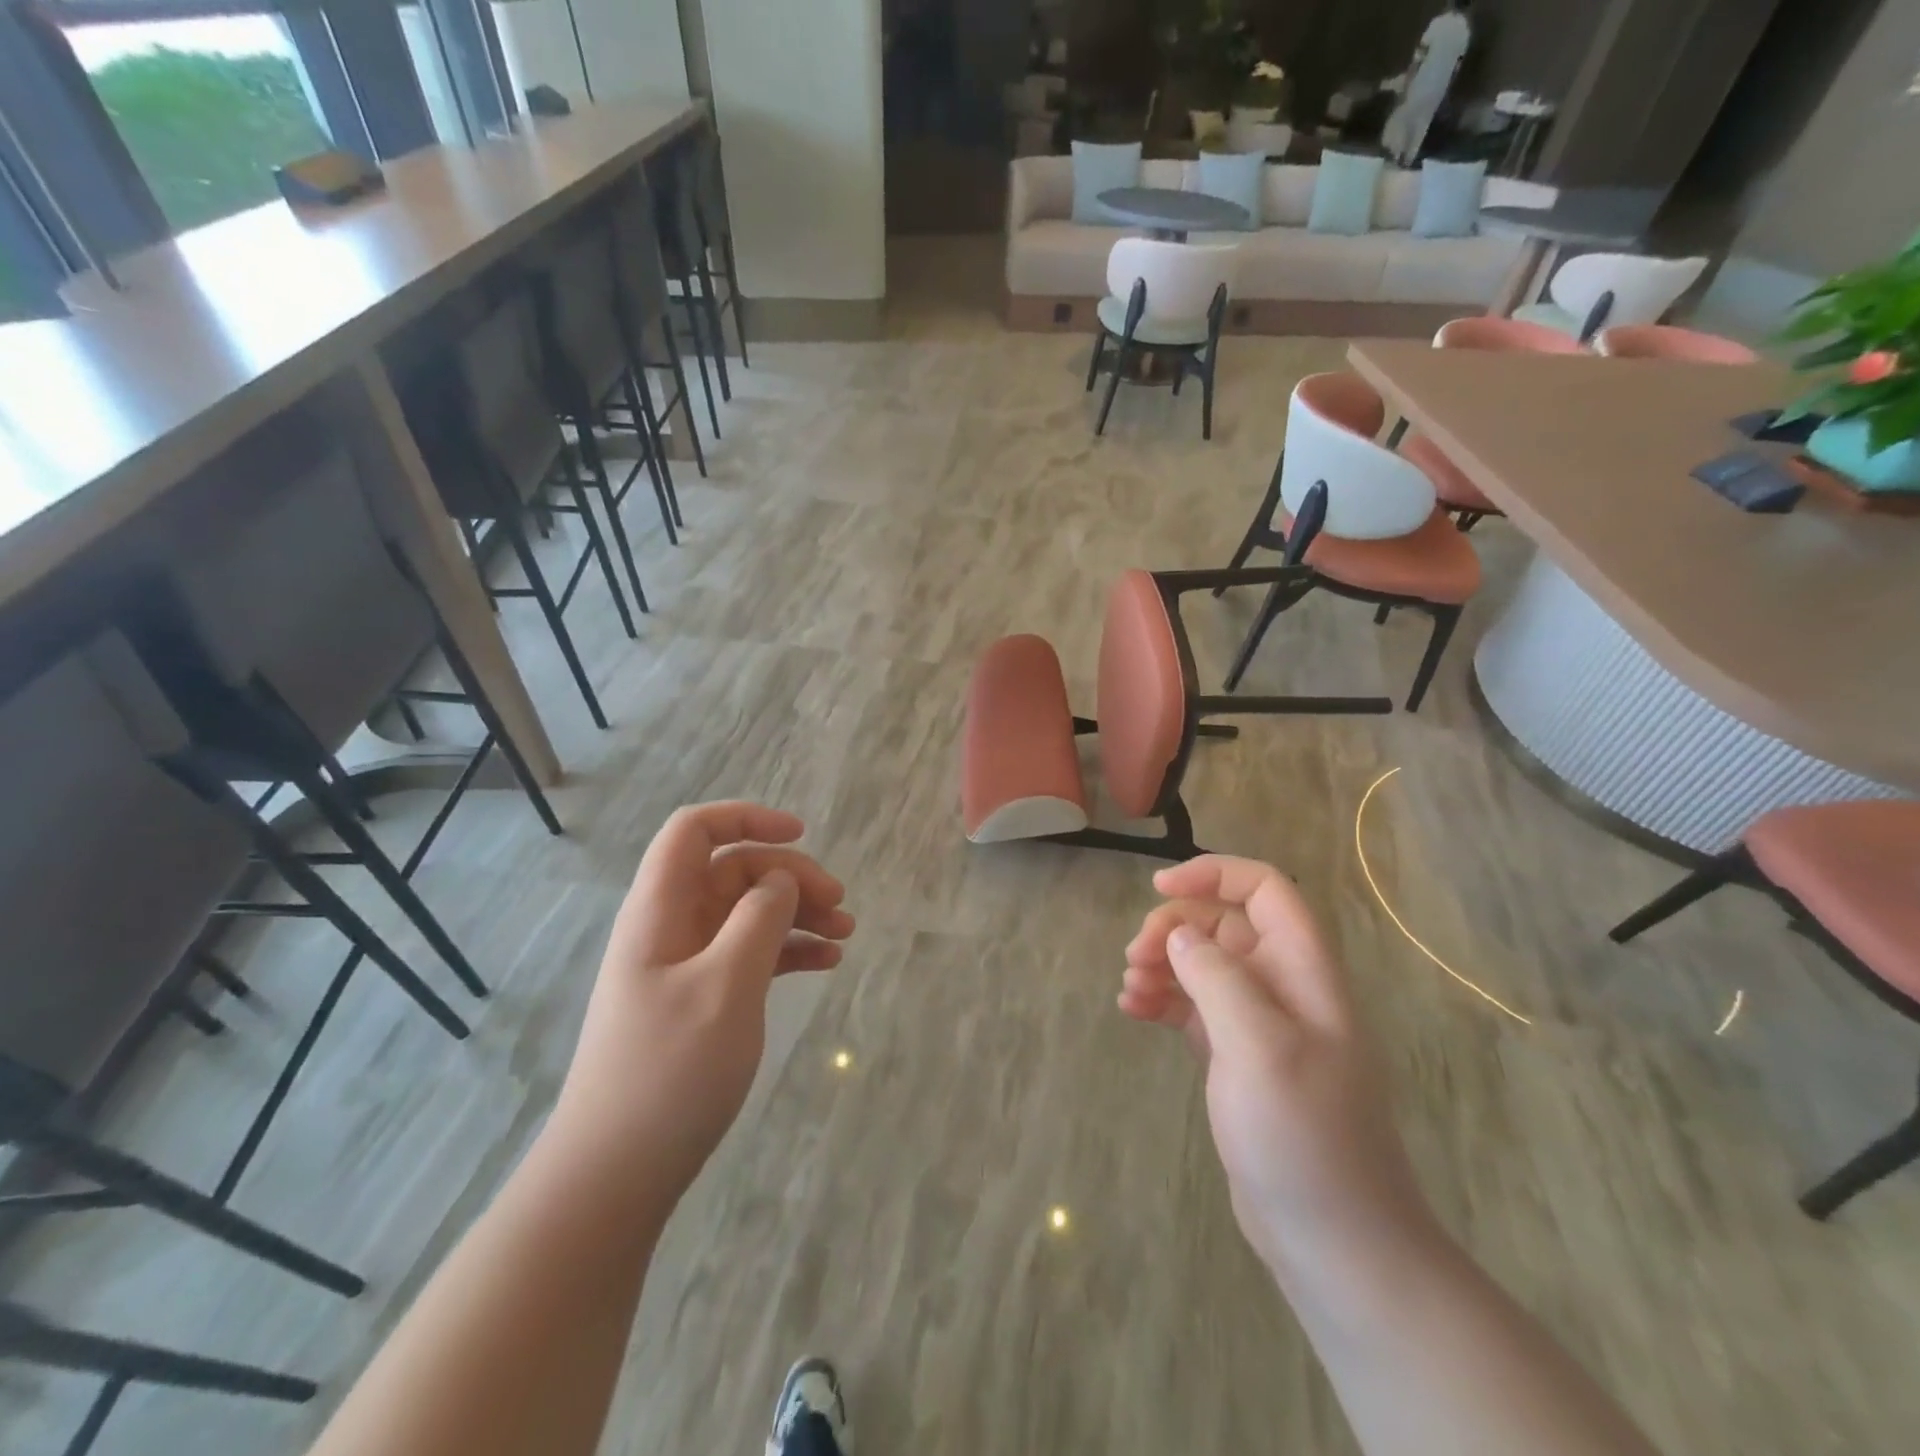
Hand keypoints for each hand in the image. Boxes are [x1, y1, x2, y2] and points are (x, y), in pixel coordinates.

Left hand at [551, 803, 854, 1196]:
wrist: (616, 1175)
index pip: (694, 831)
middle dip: (790, 876)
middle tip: (840, 904)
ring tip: (847, 934)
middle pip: (734, 871)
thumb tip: (780, 880)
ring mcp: (685, 966)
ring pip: (747, 913)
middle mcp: (671, 928)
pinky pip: (749, 954)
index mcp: (660, 910)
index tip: (801, 835)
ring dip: (797, 914)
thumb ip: (758, 919)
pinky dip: (788, 951)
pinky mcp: (700, 1000)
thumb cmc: (668, 1072)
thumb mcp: (725, 986)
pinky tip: (826, 963)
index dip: (746, 818)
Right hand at [1121, 856, 1433, 1277]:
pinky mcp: (1238, 1057)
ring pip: (1204, 965)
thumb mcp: (1258, 1046)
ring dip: (1163, 964)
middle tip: (1135, 957)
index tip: (1160, 889)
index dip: (1215, 875)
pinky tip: (1133, 1012)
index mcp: (1304, 971)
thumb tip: (1180, 935)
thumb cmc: (1302, 1136)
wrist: (1333, 1239)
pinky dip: (1163, 1000)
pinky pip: (1194, 1007)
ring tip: (1130, 988)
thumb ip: (1217, 977)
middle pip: (1224, 925)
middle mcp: (1284, 987)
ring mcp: (1260, 1024)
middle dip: (1175, 928)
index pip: (1265, 890)